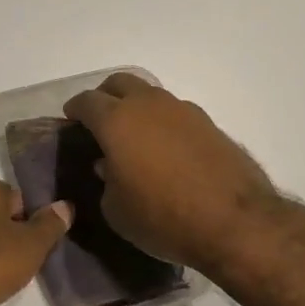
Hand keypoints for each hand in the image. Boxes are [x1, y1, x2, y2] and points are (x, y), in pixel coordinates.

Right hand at [63, 73, 280, 275]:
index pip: (86, 101)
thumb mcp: (116, 210)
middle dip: (105, 96)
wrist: (234, 223)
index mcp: (117, 120)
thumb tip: (108, 166)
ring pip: (151, 95)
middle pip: (119, 83)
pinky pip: (176, 113)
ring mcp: (183, 111)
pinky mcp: (209, 124)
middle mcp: (148, 105)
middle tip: (99, 120)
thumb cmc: (162, 218)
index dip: (74, 109)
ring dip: (137, 108)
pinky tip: (166, 149)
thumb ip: (105, 182)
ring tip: (135, 137)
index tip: (70, 120)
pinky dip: (164, 123)